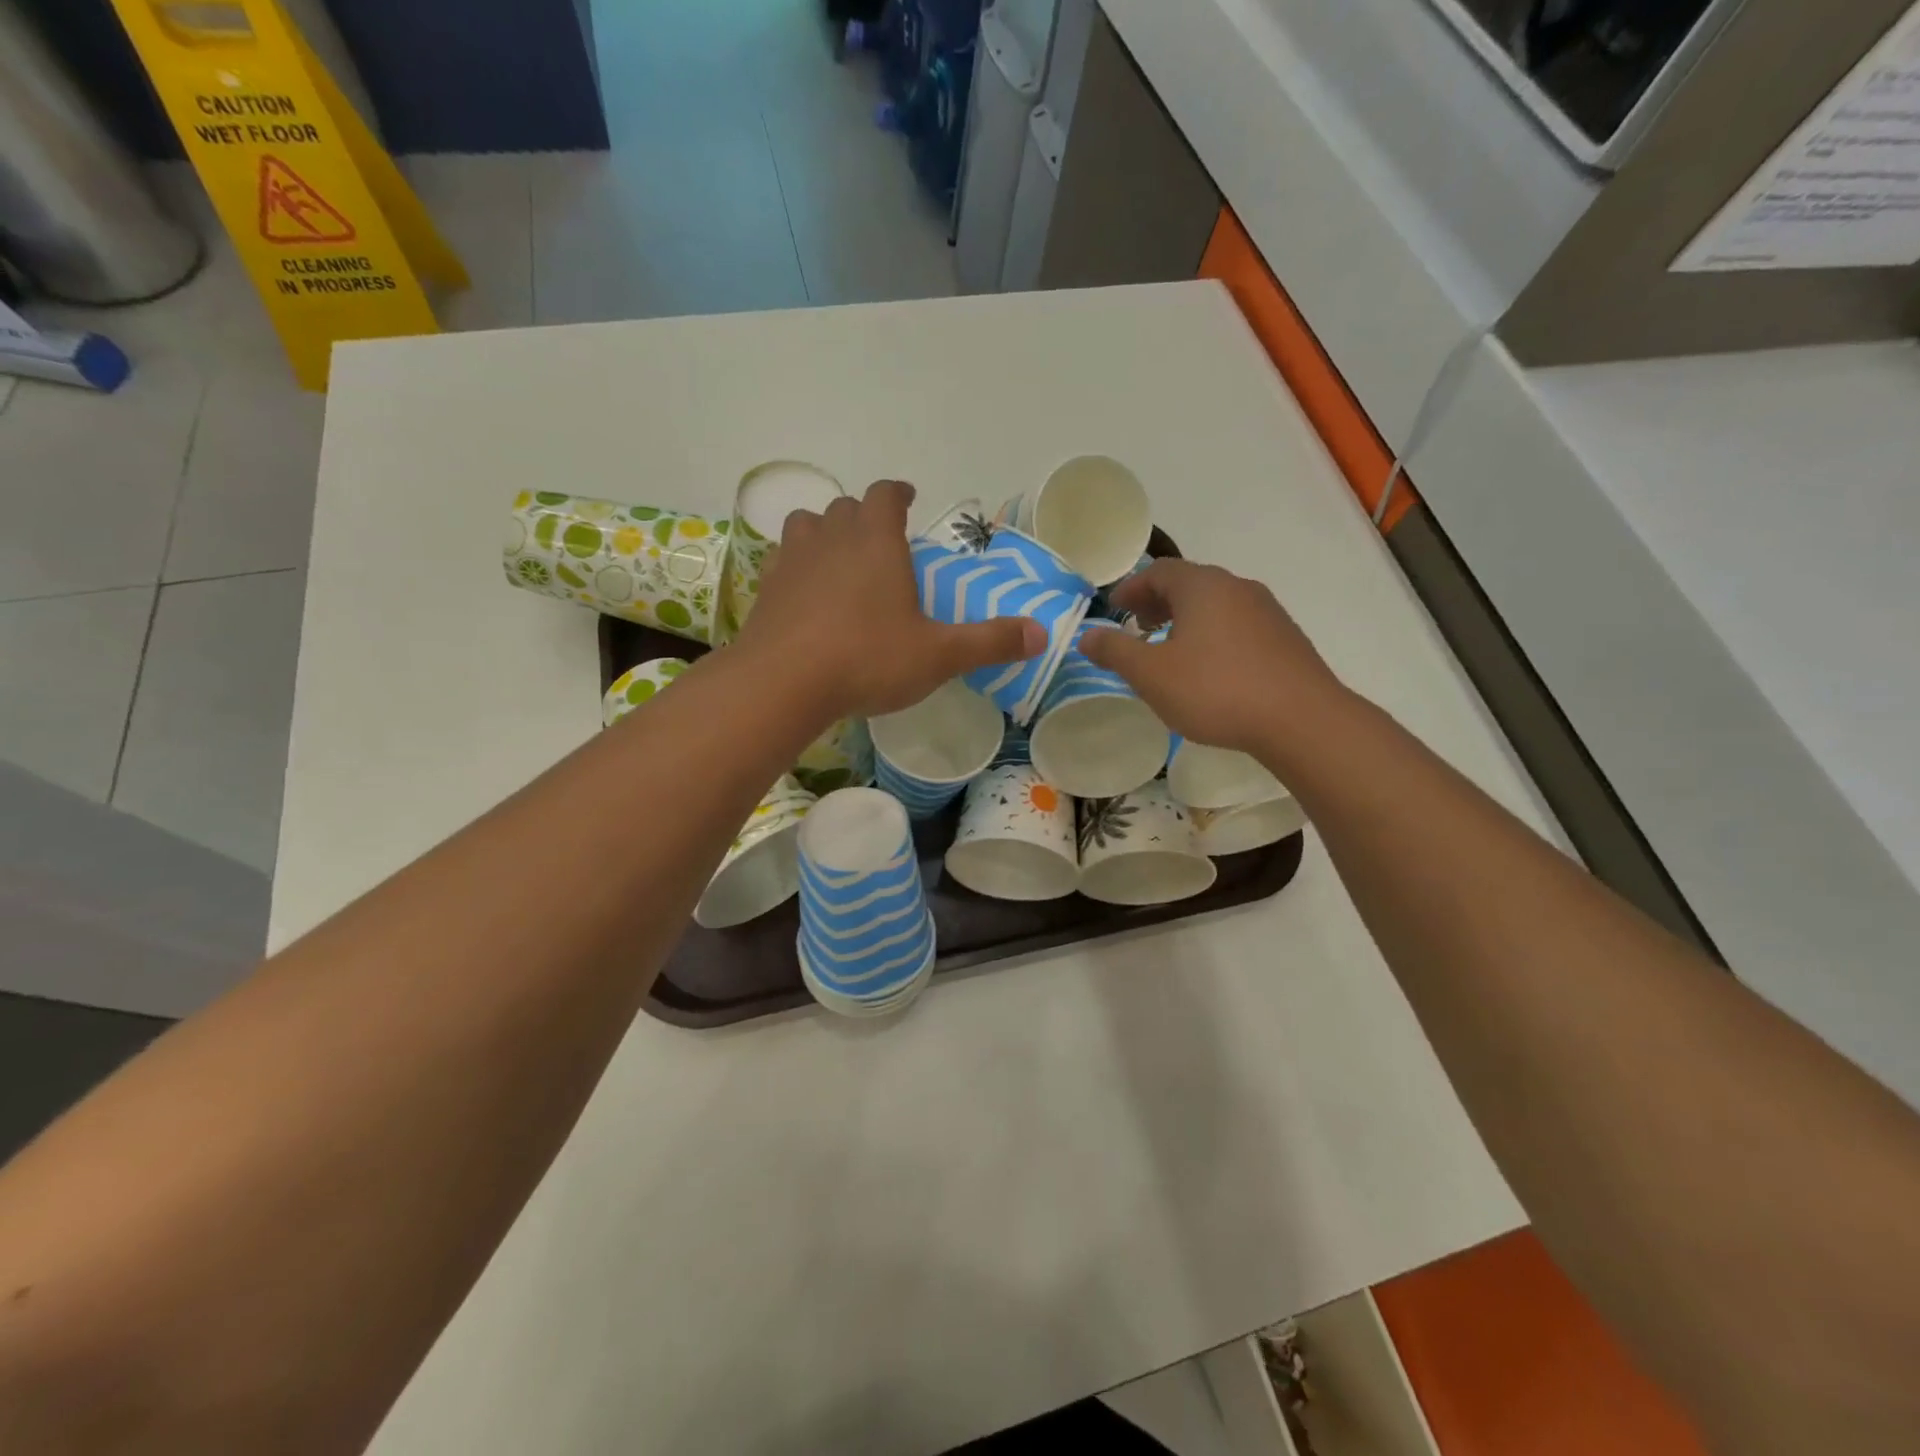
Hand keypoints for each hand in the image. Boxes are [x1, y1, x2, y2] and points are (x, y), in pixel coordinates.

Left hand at [737, 480, 1045, 721]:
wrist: (783, 682)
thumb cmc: (867, 658)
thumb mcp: (939, 655)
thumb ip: (989, 642)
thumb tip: (1041, 634)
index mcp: (876, 541)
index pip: (886, 495)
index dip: (899, 493)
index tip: (908, 499)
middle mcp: (831, 538)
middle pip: (846, 508)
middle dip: (865, 517)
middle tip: (881, 542)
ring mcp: (792, 561)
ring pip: (807, 526)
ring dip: (825, 534)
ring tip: (840, 561)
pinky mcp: (765, 590)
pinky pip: (783, 563)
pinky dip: (798, 569)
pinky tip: (807, 597)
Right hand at [1079, 559, 1346, 757]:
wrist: (1301, 719)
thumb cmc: (1215, 689)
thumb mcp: (1152, 674)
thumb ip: (1116, 651)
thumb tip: (1088, 635)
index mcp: (1202, 587)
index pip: (1159, 571)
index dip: (1132, 587)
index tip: (1114, 608)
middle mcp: (1237, 588)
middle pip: (1190, 584)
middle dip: (1158, 602)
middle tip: (1137, 626)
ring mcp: (1267, 612)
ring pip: (1216, 605)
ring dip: (1186, 620)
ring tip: (1170, 650)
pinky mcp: (1285, 639)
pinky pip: (1237, 626)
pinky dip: (1212, 635)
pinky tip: (1209, 669)